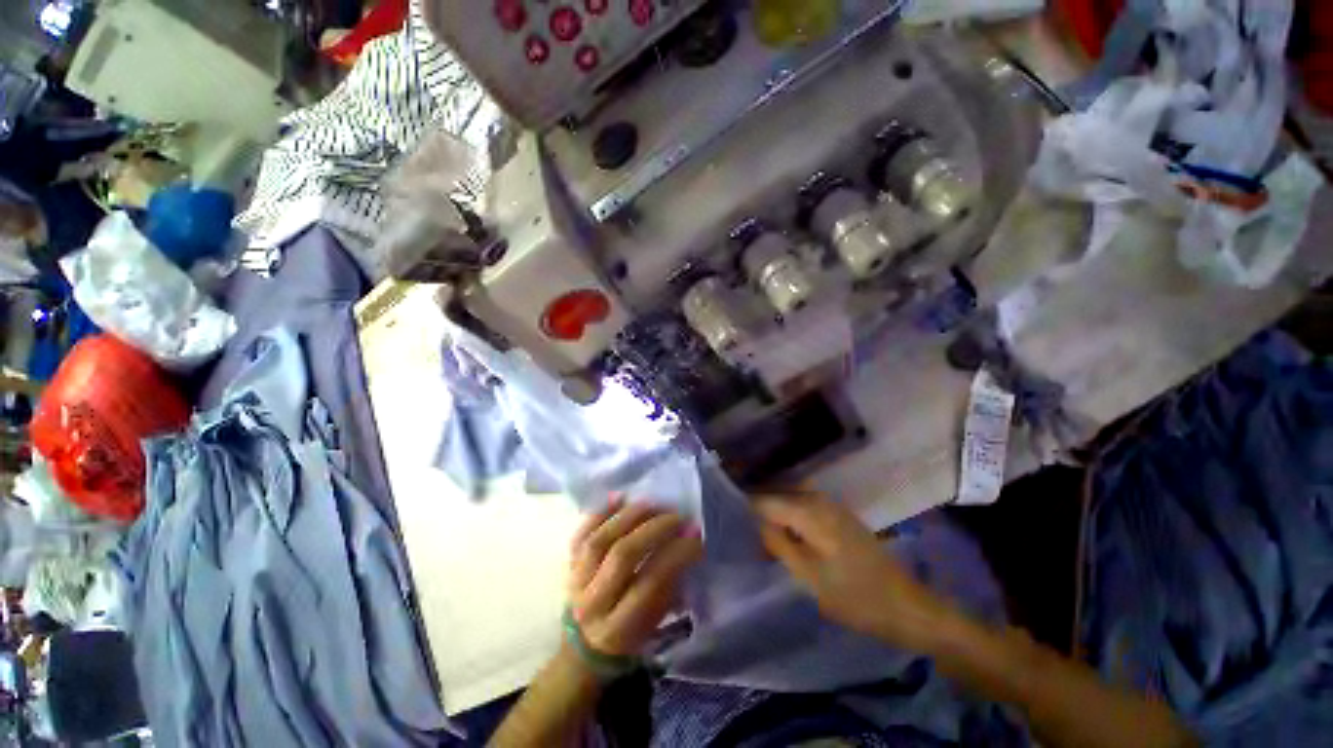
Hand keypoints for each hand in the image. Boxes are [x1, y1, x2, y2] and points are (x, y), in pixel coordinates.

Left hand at [567, 498, 703, 656]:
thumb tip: (687, 543)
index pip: (650, 582)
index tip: (696, 534)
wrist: (584, 647)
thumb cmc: (629, 636)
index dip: (676, 554)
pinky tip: (619, 497)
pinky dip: (600, 512)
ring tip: (653, 503)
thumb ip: (669, 587)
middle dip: (655, 529)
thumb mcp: (654, 625)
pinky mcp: (568, 564)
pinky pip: (581, 533)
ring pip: (600, 539)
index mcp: (619, 628)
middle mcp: (593, 603)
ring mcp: (576, 581)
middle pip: (623, 554)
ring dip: (629, 516)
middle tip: (677, 515)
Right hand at [754, 491, 955, 651]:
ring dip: (772, 517)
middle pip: (776, 497)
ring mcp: (830, 505)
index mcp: (809, 510)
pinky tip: (783, 537)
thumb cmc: (855, 596)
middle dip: (757, 513)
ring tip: (757, 537)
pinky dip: (788, 519)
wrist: (905, 606)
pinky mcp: (837, 515)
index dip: (744, 511)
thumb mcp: (808, 576)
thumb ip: (777, 543)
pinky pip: (802, 508)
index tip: (728, 525)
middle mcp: (818, 498)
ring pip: (788, 502)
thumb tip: (753, 521)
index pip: (764, 501)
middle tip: (740, 534)